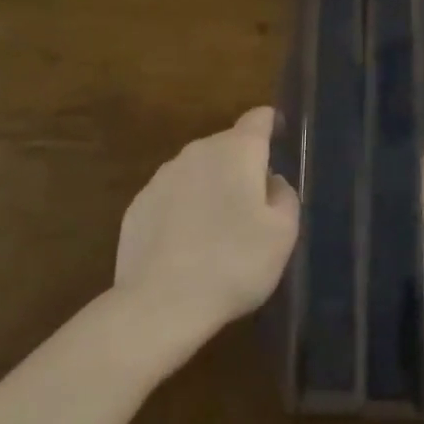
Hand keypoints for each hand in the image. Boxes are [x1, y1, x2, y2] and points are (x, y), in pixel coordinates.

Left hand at [115, 107, 298, 329]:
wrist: (159, 305)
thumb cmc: (232, 264)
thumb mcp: (283, 234)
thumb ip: (285, 196)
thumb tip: (271, 182)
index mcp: (238, 150)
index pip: (259, 118)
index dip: (271, 124)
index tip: (279, 139)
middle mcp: (199, 150)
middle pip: (228, 145)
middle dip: (242, 166)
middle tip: (252, 205)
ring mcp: (163, 176)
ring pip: (198, 171)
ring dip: (211, 188)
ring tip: (217, 232)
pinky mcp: (138, 204)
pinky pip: (172, 197)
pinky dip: (183, 211)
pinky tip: (186, 248)